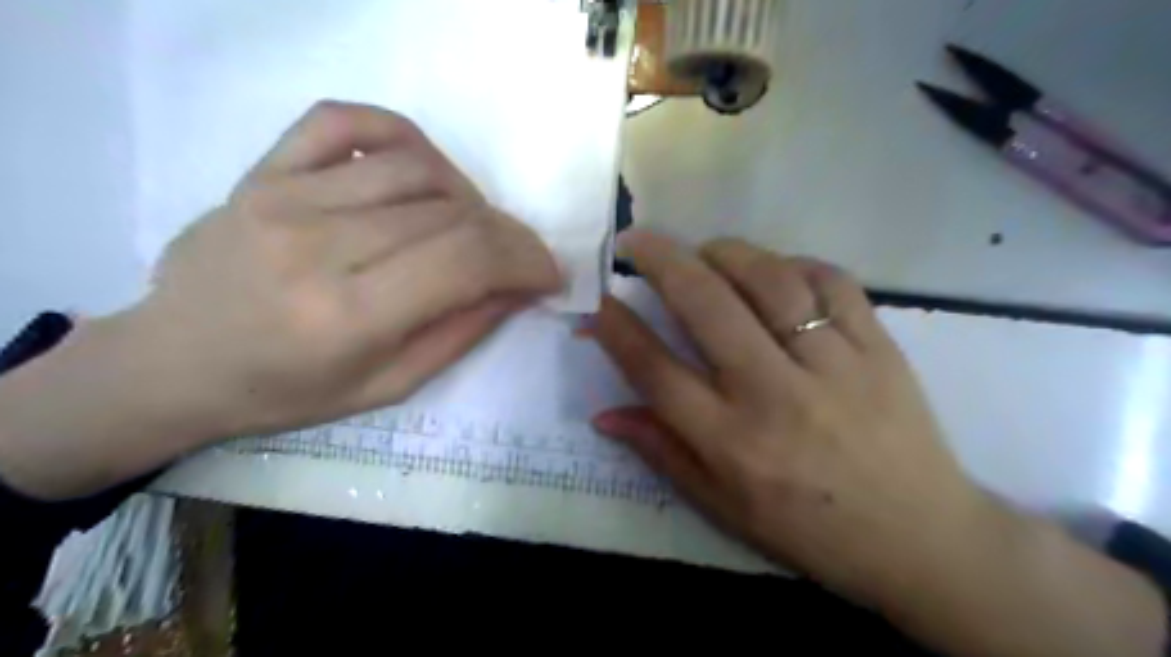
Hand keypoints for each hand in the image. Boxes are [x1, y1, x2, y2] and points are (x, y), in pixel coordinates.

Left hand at [1, 101, 561, 496]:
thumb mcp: (388, 387)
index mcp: (349, 316)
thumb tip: (519, 288)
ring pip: (415, 166)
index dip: (525, 258)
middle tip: (516, 257)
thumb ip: (461, 333)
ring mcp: (285, 197)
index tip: (549, 273)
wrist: (175, 363)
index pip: (467, 259)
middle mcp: (319, 245)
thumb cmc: (286, 392)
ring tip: (468, 224)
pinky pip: (345, 121)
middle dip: (506, 234)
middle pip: (451, 212)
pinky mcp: (263, 171)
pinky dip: (399, 134)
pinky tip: (419, 168)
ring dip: (465, 195)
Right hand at [591, 234, 976, 597]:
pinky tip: (776, 269)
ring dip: (725, 252)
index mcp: (732, 443)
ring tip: (704, 251)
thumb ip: (661, 452)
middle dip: (660, 260)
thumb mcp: (723, 508)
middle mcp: (775, 396)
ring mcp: (833, 365)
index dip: (617, 328)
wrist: (920, 538)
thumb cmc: (809, 530)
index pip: (656, 370)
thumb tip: (603, 414)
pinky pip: (832, 281)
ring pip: (769, 280)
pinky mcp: (880, 348)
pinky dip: (795, 263)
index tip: (598, 298)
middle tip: (635, 240)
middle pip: (706, 306)